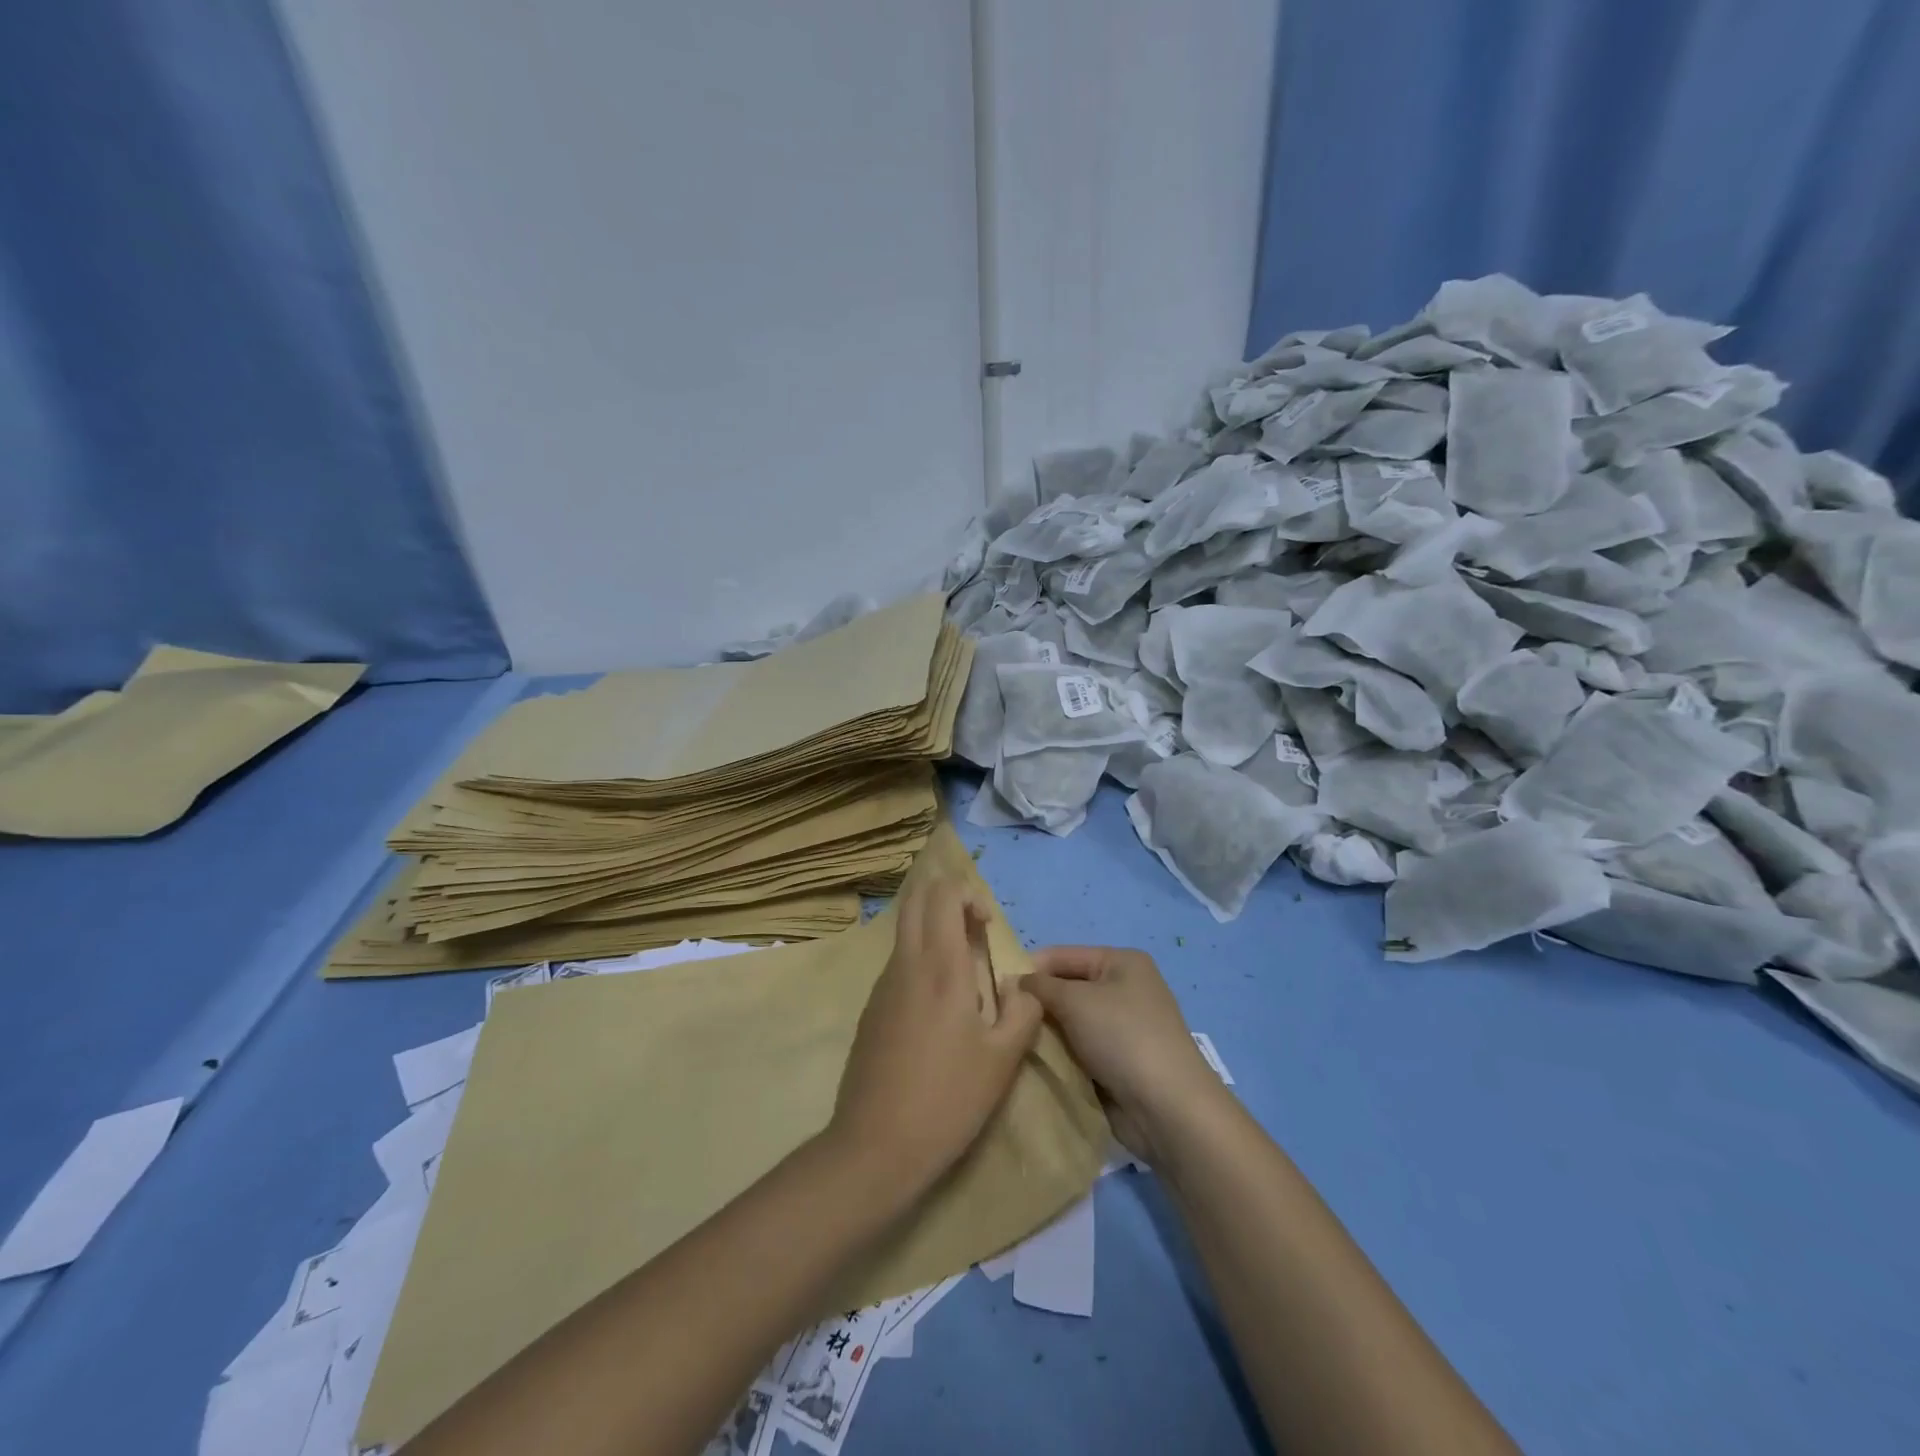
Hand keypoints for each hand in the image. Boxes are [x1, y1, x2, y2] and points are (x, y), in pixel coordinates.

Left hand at [829, 878, 1042, 1202]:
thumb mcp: (1004, 1059)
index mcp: (940, 967)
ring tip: (964, 975)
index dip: (968, 894)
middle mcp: (905, 964)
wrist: (875, 1146)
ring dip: (934, 931)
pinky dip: (921, 961)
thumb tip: (1020, 985)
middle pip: (916, 900)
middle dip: (947, 899)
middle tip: (974, 931)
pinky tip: (939, 1010)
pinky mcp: (870, 1009)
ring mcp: (882, 986)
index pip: (943, 894)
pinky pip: (898, 964)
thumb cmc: (948, 1099)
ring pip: (905, 932)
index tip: (988, 926)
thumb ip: (1023, 1009)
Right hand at [1023, 946, 1226, 1164]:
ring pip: (1071, 1022)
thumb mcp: (1075, 1001)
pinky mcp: (1120, 1062)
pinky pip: (1080, 1050)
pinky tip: (1036, 1063)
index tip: (996, 989)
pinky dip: (1061, 1055)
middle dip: (1037, 1003)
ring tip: (1013, 1042)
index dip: (1030, 968)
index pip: (1063, 955)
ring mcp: (1124, 1028)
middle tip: (1002, 1019)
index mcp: (1121, 962)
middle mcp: (1125, 989)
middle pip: (1067, 989)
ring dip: (1047, 1032)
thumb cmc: (1122, 1037)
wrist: (1168, 1107)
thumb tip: (1014, 982)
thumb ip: (1040, 987)